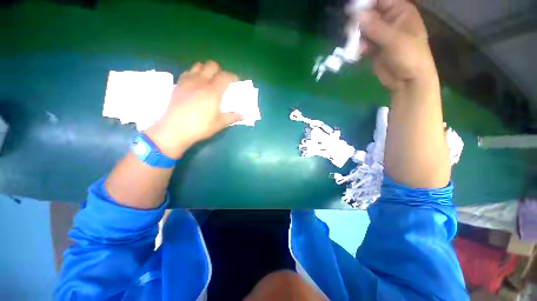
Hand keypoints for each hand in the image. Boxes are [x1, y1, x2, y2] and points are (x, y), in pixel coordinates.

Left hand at [145, 61, 241, 158]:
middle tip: (222, 81)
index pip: (225, 76)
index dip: (233, 76)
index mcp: (213, 91)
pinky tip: (196, 84)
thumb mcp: (220, 123)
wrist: (174, 129)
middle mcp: (201, 81)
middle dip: (219, 70)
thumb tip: (242, 115)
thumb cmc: (200, 127)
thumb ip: (232, 117)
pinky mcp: (178, 84)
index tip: (235, 81)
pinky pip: (188, 72)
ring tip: (208, 81)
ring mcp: (188, 81)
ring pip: (198, 66)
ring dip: (206, 70)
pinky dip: (195, 74)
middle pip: (211, 65)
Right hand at [351, 0, 437, 91]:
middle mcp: (389, 20)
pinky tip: (359, 52)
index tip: (351, 10)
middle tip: (351, 31)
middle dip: (359, 22)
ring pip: (363, 28)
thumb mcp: (394, 40)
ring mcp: (381, 34)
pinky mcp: (374, 47)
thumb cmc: (409, 57)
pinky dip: (358, 46)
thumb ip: (375, 27)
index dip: (365, 3)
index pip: (380, 0)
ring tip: (356, 45)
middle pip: (369, 13)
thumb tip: (356, 15)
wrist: (407, 81)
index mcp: (400, 12)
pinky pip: (362, 42)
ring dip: (357, 36)